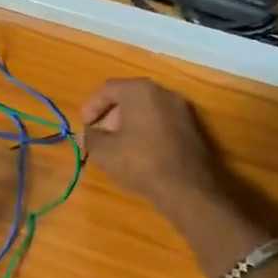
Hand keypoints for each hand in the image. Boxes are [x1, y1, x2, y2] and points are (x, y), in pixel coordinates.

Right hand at [80, 78, 218, 216]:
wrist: (188, 189)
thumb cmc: (140, 162)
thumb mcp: (104, 151)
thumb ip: (90, 137)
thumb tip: (86, 134)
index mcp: (140, 91)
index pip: (108, 88)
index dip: (91, 106)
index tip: (83, 126)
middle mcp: (164, 93)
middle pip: (129, 97)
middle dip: (109, 116)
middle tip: (99, 137)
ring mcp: (183, 111)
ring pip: (147, 110)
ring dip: (128, 124)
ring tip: (117, 147)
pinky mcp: (194, 129)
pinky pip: (162, 123)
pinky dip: (146, 132)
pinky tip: (139, 154)